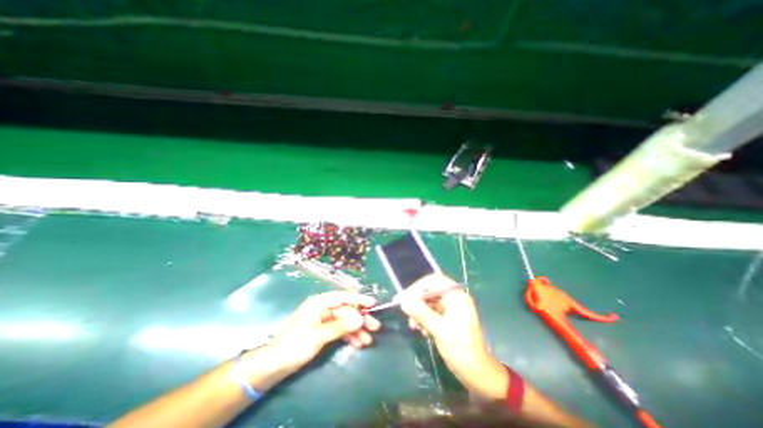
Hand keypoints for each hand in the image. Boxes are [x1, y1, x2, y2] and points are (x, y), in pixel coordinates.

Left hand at [266, 292, 381, 372]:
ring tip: (368, 340)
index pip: (343, 297)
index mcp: (320, 302)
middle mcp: (323, 307)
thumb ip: (341, 326)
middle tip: (375, 327)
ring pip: (345, 321)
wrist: (273, 365)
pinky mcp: (322, 329)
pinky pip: (339, 329)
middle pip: (346, 310)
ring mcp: (323, 318)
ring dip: (356, 330)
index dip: (359, 299)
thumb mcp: (319, 335)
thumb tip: (361, 318)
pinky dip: (348, 335)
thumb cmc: (295, 345)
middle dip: (360, 318)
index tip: (374, 303)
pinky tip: (357, 343)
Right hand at [399, 275, 504, 396]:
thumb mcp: (440, 330)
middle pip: (430, 291)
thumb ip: (421, 313)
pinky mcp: (447, 317)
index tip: (404, 297)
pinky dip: (424, 318)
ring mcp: (451, 307)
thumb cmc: (461, 350)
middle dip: (417, 301)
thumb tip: (403, 302)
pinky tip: (421, 330)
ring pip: (429, 302)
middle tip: (404, 311)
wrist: (476, 373)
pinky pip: (431, 311)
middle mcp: (454, 298)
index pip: (434, 282)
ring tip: (413, 325)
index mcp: (457, 296)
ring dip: (419, 311)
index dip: (417, 287)